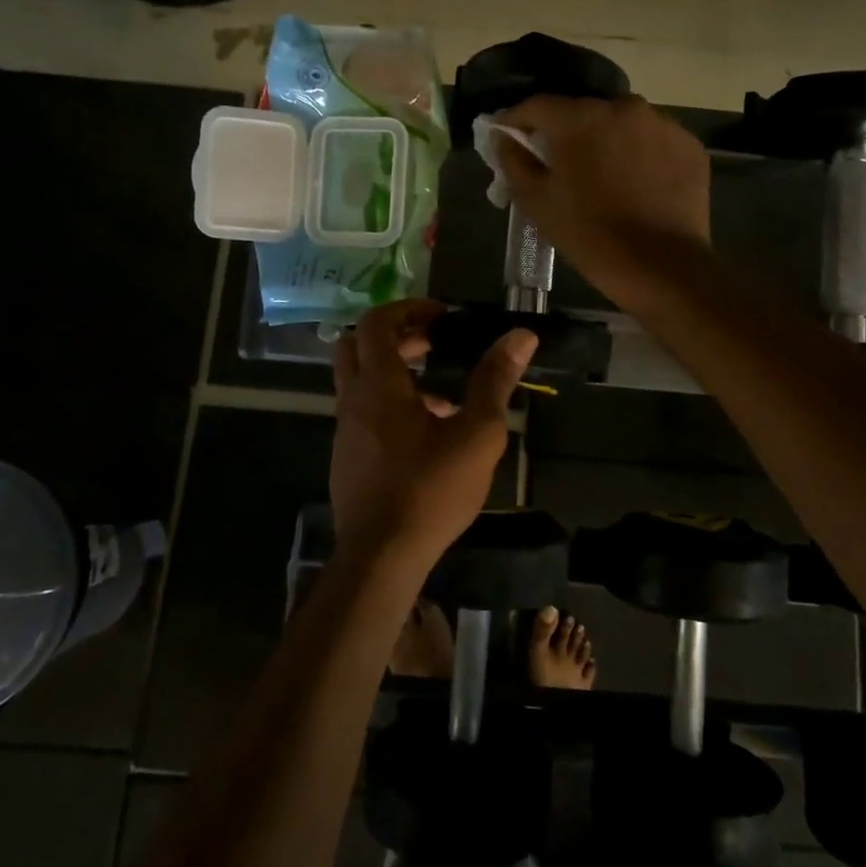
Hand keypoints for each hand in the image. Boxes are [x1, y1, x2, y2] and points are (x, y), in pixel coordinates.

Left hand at [330, 299, 537, 570]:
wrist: (381, 557)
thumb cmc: (431, 489)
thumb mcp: (476, 434)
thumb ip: (494, 381)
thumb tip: (521, 336)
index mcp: (379, 385)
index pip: (377, 323)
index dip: (408, 309)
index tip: (441, 317)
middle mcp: (353, 400)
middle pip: (357, 345)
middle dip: (395, 336)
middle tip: (434, 344)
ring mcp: (344, 431)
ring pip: (358, 381)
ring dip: (393, 372)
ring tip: (441, 393)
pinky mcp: (347, 457)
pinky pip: (362, 412)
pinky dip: (387, 404)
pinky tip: (427, 435)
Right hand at [493, 94, 710, 306]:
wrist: (662, 267)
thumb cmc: (590, 235)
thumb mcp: (537, 203)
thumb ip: (514, 163)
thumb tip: (504, 139)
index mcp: (581, 118)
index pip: (538, 106)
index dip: (517, 121)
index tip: (507, 137)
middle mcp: (624, 107)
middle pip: (583, 112)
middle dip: (565, 132)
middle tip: (557, 162)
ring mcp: (662, 124)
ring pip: (621, 125)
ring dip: (606, 141)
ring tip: (601, 175)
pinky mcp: (689, 146)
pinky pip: (653, 141)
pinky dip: (640, 155)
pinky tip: (636, 184)